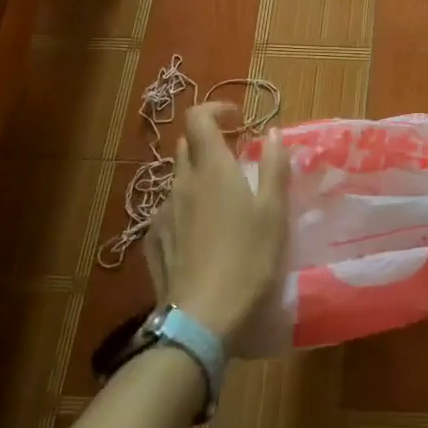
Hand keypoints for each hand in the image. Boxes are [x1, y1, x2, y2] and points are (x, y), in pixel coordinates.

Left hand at [161, 103, 290, 342]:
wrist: (202, 317)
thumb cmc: (248, 259)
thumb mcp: (274, 212)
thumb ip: (275, 167)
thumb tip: (273, 132)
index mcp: (212, 169)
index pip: (198, 118)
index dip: (216, 109)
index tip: (237, 119)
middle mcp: (181, 182)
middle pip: (187, 146)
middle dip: (210, 144)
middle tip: (237, 162)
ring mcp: (162, 212)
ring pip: (178, 179)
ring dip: (199, 178)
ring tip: (224, 204)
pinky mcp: (152, 240)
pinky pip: (169, 210)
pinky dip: (187, 208)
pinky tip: (203, 235)